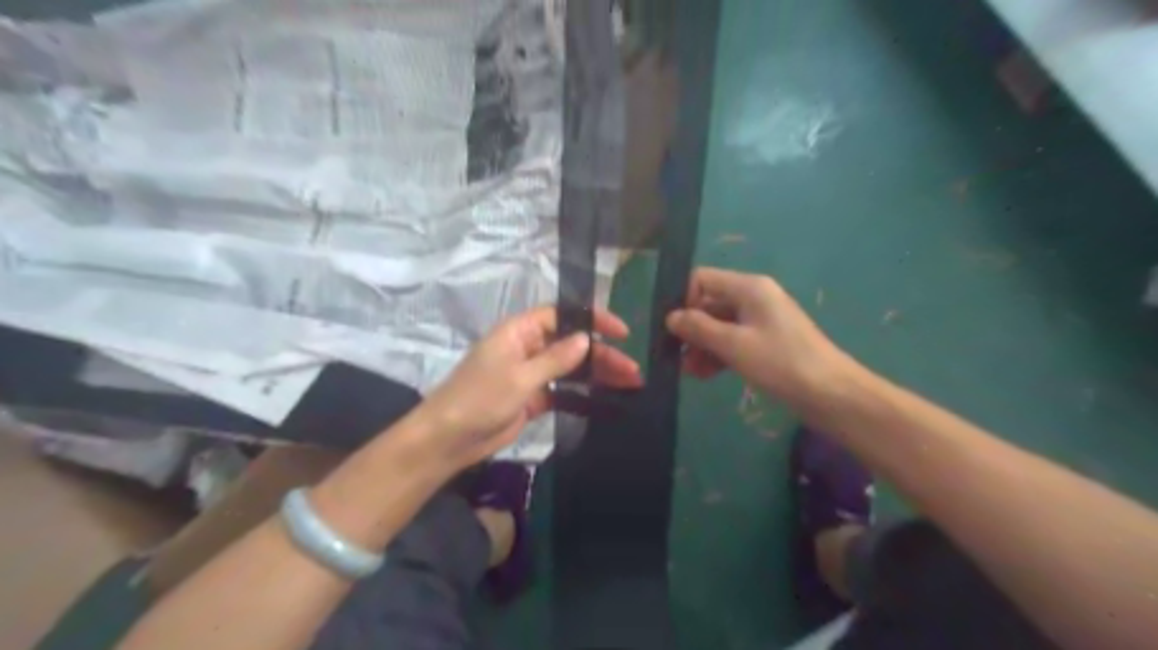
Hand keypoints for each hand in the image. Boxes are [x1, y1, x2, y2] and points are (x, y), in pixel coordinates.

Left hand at [412, 306, 641, 466]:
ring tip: (630, 383)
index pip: (562, 316)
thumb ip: (555, 358)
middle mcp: (528, 348)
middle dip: (602, 355)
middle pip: (571, 344)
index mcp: (520, 332)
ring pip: (571, 368)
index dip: (591, 320)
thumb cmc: (480, 399)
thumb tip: (586, 337)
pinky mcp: (533, 398)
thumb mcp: (520, 376)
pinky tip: (606, 400)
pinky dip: (583, 394)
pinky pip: (564, 391)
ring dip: (598, 375)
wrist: (449, 440)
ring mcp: (531, 374)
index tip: (620, 332)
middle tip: (632, 368)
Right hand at [665, 266, 846, 401]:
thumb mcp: (734, 344)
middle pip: (709, 303)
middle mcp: (754, 297)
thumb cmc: (781, 363)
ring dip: (701, 345)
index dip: (682, 300)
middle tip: (674, 355)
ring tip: (688, 372)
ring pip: (719, 325)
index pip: (702, 279)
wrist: (832, 395)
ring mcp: (761, 321)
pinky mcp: (766, 342)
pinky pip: (733, 341)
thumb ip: (699, 328)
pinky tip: (705, 375)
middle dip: (690, 328)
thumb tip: (670, 317)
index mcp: (749, 287)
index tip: (672, 329)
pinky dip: (718, 354)